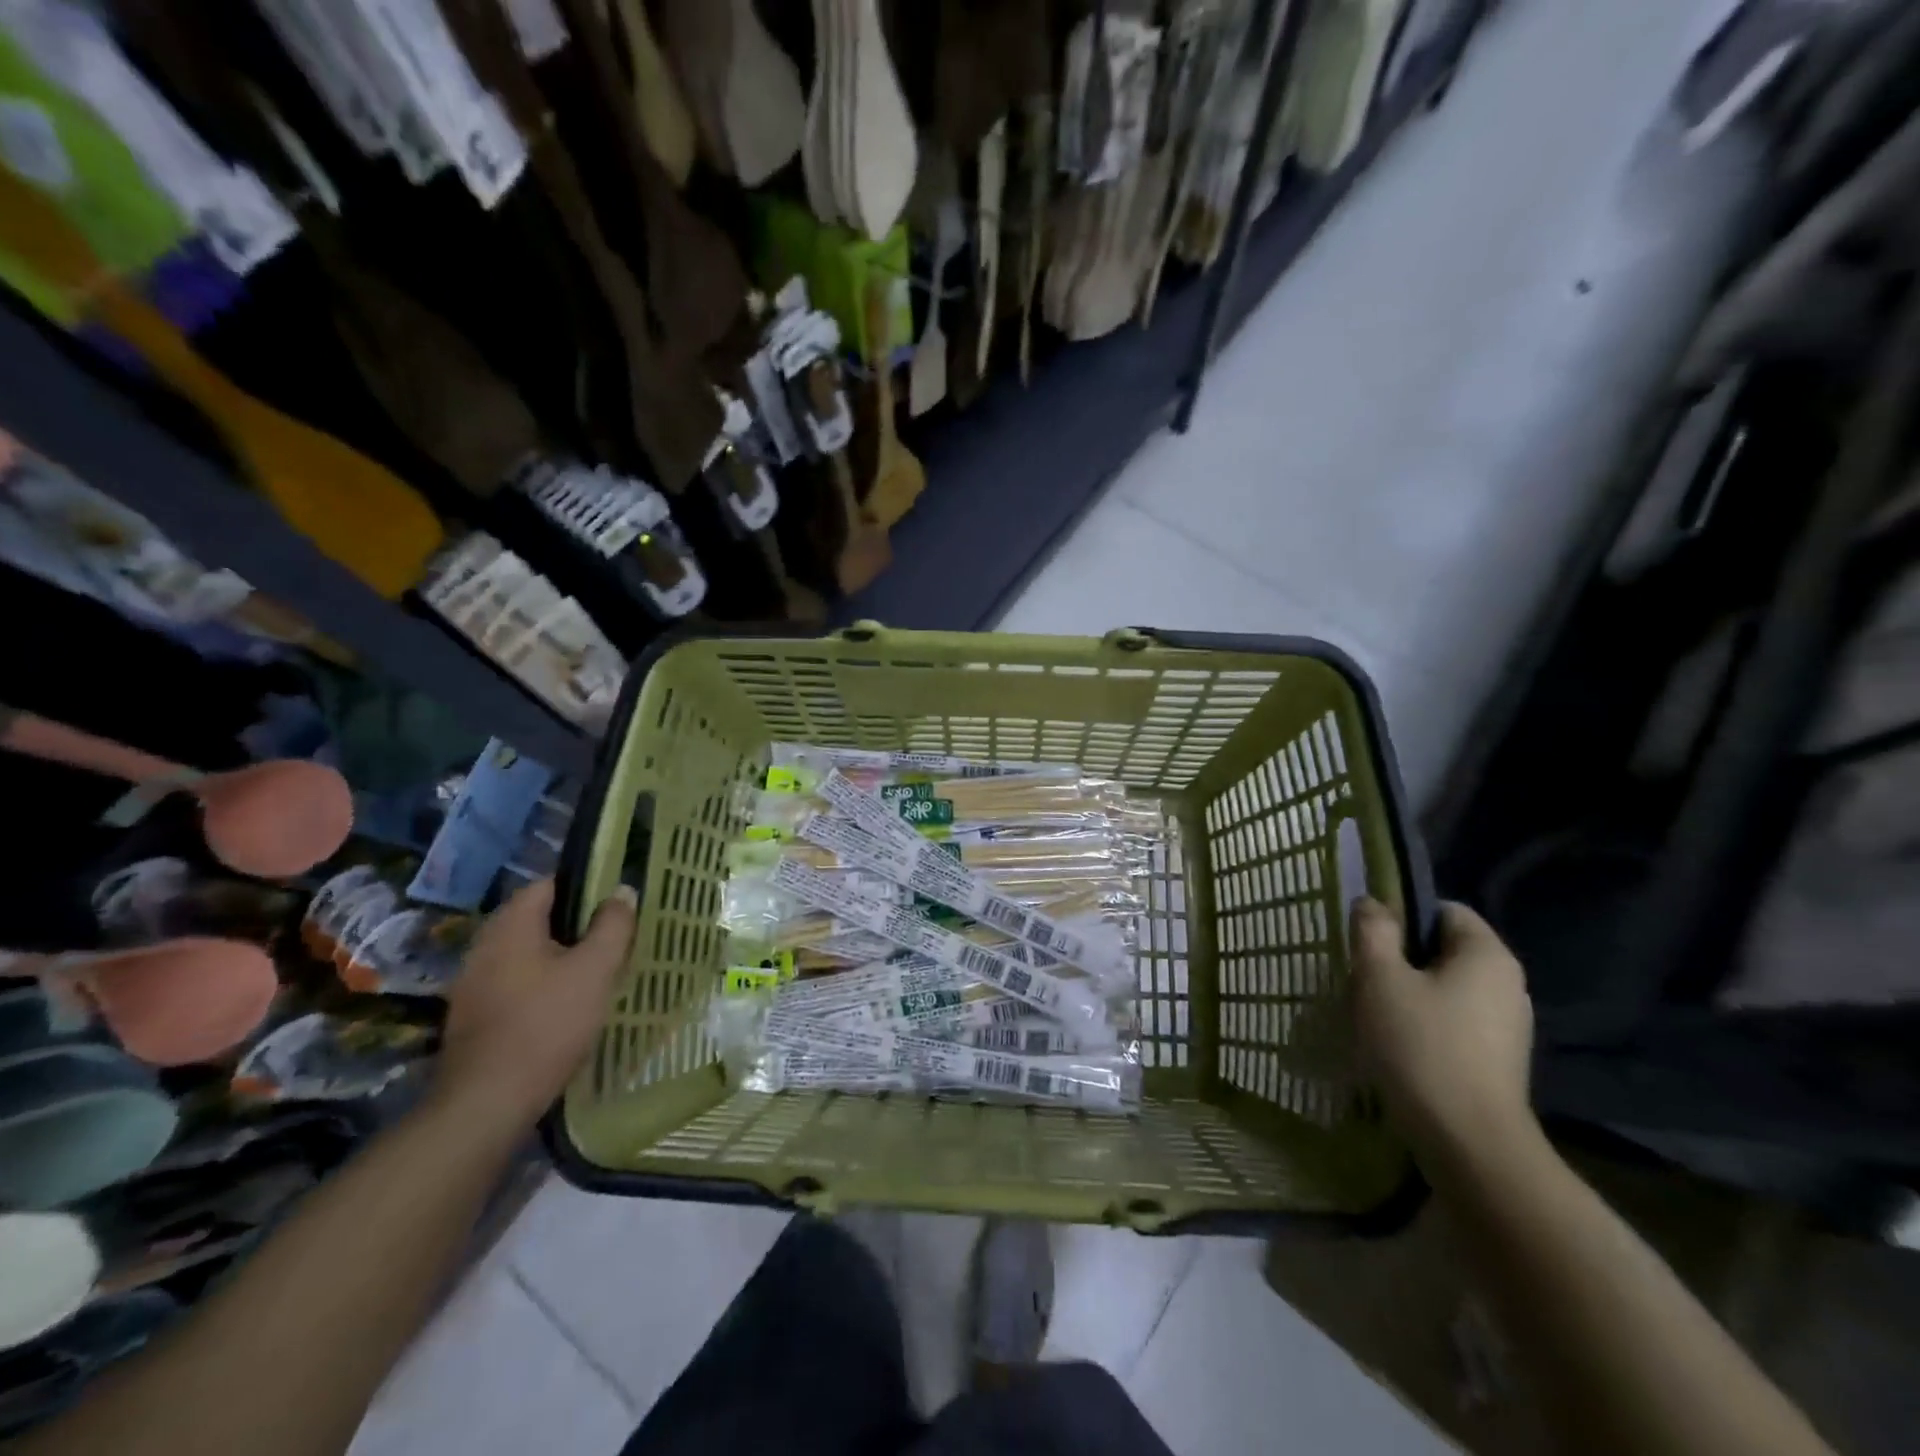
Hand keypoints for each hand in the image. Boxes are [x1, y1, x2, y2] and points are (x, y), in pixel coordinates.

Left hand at [434, 878, 635, 1129]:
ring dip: (559, 957)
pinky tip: (564, 1007)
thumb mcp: (596, 969)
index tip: (616, 906)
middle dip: (576, 925)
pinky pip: (514, 982)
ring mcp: (473, 982)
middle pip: (537, 918)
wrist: (487, 1102)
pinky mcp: (473, 1015)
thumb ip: (613, 925)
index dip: (586, 888)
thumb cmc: (547, 1024)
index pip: (550, 884)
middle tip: (613, 941)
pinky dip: (541, 984)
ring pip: (526, 953)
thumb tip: (621, 892)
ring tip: (595, 974)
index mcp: (511, 924)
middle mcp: (484, 945)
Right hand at [1350, 897, 1535, 1169]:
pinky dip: (1424, 1024)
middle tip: (1362, 977)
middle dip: (1400, 958)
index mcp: (1487, 954)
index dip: (1402, 916)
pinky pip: (1454, 1022)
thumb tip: (1372, 904)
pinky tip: (1397, 1046)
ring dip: (1408, 993)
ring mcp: (1508, 1025)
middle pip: (1444, 950)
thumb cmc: (1421, 1045)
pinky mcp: (1498, 1060)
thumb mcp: (1380, 977)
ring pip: (1446, 988)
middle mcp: (1508, 984)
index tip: (1368, 941)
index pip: (1443, 910)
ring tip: (1373, 1014)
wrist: (1468, 1142)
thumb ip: (1373, 931)